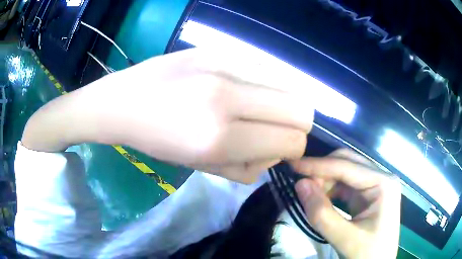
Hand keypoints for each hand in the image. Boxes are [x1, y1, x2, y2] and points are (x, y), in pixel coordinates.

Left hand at [22, 48, 314, 182]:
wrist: (123, 101)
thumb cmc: (157, 141)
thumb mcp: (203, 168)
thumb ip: (249, 166)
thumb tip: (277, 152)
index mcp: (219, 136)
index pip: (292, 140)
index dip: (293, 149)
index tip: (278, 149)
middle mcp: (228, 95)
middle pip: (302, 108)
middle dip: (296, 125)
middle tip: (274, 130)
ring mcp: (224, 63)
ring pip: (291, 83)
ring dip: (283, 103)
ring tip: (259, 109)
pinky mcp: (219, 47)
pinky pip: (267, 67)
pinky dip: (268, 84)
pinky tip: (246, 89)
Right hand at [291, 149, 400, 258]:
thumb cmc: (369, 254)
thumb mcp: (346, 239)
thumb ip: (322, 214)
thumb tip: (300, 184)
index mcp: (383, 183)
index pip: (347, 167)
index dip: (318, 165)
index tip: (292, 165)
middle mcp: (381, 177)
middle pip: (348, 162)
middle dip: (322, 171)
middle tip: (300, 184)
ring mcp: (376, 185)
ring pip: (345, 172)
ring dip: (325, 181)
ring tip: (309, 195)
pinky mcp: (369, 195)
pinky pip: (346, 185)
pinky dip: (330, 190)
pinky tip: (321, 199)